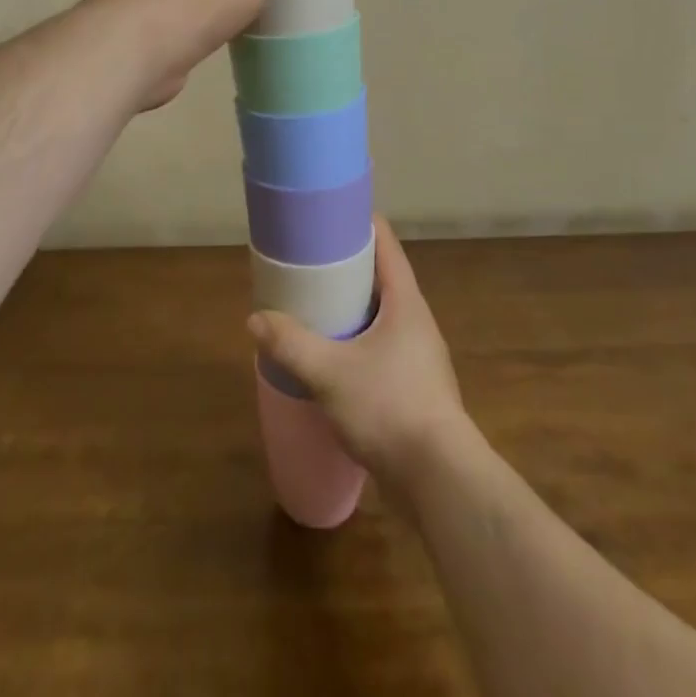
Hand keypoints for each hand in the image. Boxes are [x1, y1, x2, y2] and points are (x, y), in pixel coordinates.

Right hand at [247, 217, 470, 487]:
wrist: (439, 481)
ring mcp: (418, 356)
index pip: (385, 244)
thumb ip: (292, 343)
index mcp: (405, 301)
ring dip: (350, 308)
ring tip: (313, 307)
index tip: (326, 216)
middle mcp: (416, 321)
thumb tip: (256, 319)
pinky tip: (331, 358)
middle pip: (381, 277)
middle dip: (346, 267)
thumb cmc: (389, 408)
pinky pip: (380, 348)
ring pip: (380, 316)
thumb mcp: (330, 372)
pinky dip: (356, 341)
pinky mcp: (414, 388)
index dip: (358, 223)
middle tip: (307, 262)